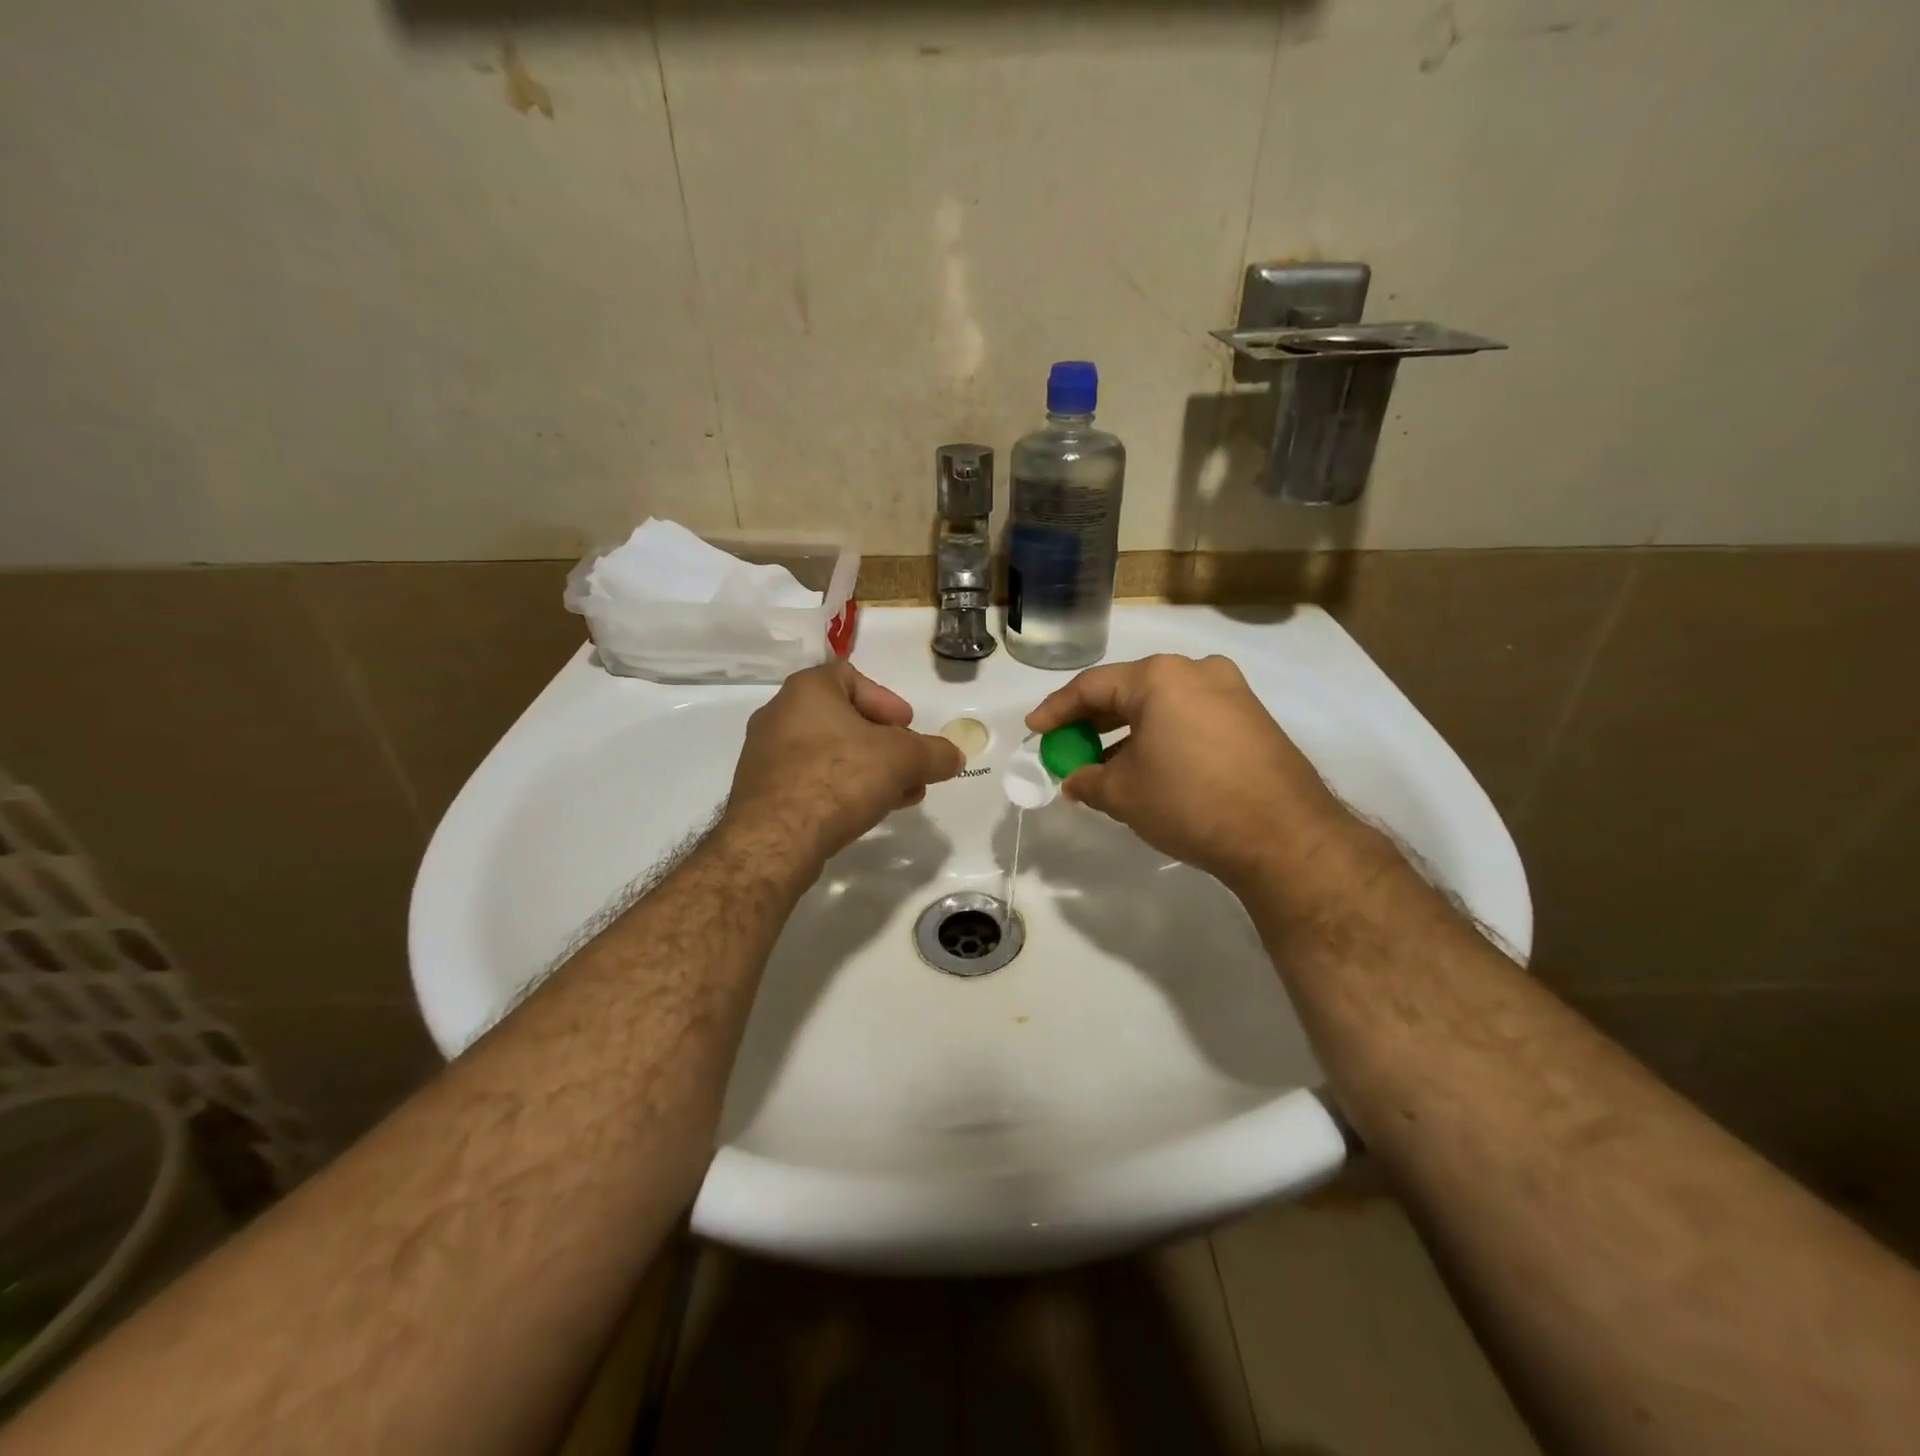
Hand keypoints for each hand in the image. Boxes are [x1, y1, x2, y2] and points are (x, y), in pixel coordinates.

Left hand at [724, 659, 962, 867]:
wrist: (776, 838)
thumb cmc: (839, 778)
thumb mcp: (903, 760)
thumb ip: (934, 753)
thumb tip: (954, 755)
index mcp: (807, 690)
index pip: (851, 676)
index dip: (885, 700)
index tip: (907, 726)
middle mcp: (780, 714)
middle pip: (843, 719)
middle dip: (883, 743)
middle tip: (908, 764)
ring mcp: (765, 755)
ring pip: (829, 753)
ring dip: (867, 769)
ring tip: (898, 794)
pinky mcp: (762, 792)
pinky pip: (811, 780)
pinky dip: (841, 788)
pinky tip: (866, 812)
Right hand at [1026, 654, 1355, 891]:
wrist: (1284, 836)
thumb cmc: (1190, 802)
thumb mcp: (1124, 794)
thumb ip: (1087, 780)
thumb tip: (1074, 780)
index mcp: (1160, 677)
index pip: (1091, 687)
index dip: (1057, 710)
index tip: (1035, 731)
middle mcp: (1197, 671)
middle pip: (1128, 691)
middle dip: (1093, 722)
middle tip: (1067, 746)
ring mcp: (1231, 692)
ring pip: (1162, 705)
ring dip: (1128, 732)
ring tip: (1104, 764)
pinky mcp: (1252, 719)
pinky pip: (1190, 718)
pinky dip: (1161, 737)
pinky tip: (1148, 767)